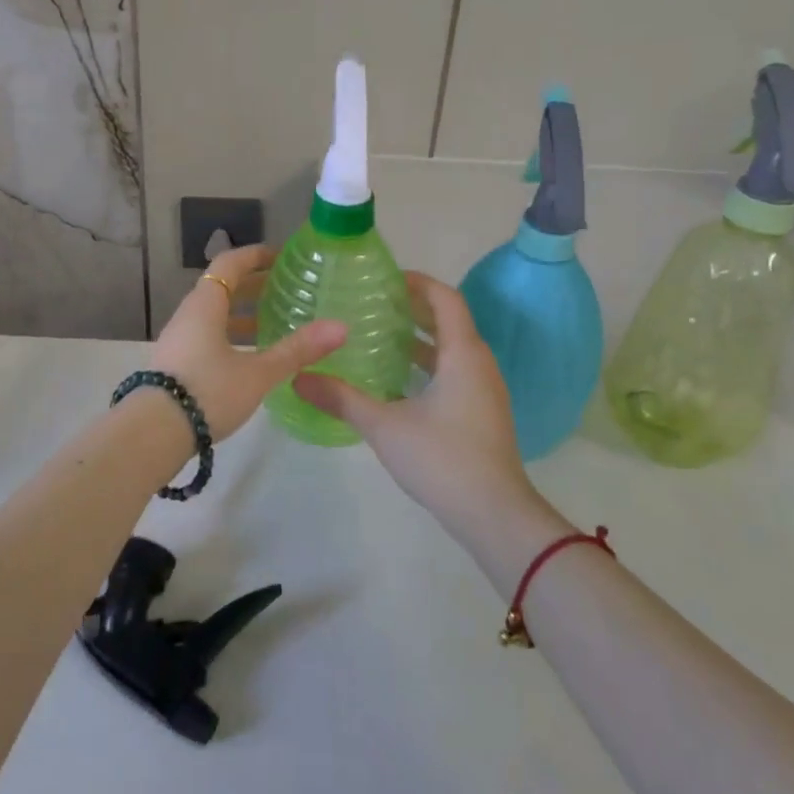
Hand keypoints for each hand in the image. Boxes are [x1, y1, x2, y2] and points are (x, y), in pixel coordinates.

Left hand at [151, 244, 345, 440]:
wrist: (153, 433)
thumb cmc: (207, 392)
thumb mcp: (257, 373)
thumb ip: (297, 350)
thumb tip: (340, 327)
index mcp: (205, 305)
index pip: (229, 264)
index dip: (254, 256)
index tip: (280, 256)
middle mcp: (188, 315)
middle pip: (221, 288)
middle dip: (253, 285)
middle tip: (285, 289)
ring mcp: (179, 340)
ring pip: (214, 315)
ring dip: (242, 314)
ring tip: (273, 323)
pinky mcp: (175, 364)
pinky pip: (207, 336)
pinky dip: (230, 335)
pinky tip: (249, 357)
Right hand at [293, 272, 536, 530]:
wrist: (495, 515)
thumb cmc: (443, 459)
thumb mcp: (385, 426)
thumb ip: (341, 398)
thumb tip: (297, 377)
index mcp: (462, 354)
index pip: (445, 299)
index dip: (418, 282)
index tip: (384, 278)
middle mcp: (478, 364)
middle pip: (448, 320)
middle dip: (413, 307)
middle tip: (372, 302)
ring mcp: (483, 390)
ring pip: (451, 348)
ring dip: (419, 336)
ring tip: (377, 334)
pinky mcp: (481, 412)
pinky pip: (453, 370)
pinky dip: (426, 363)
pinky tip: (395, 379)